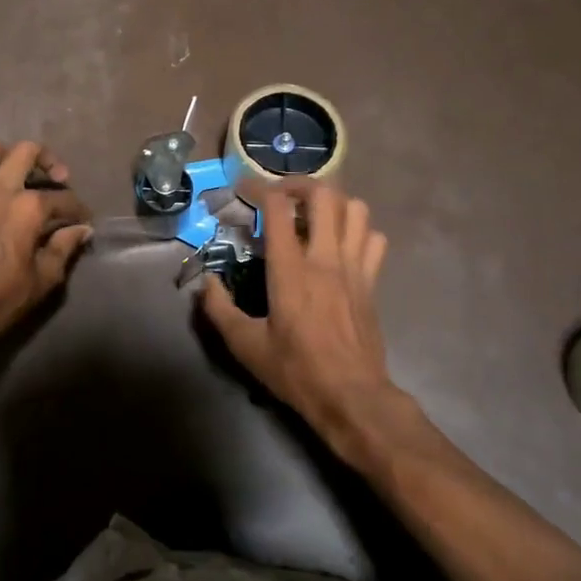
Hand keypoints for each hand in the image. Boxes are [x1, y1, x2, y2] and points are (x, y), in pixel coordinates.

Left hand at [0, 139, 91, 346]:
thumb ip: (65, 246)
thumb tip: (82, 229)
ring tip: (14, 177)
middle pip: (28, 151)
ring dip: (6, 159)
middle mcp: (2, 188)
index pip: (64, 198)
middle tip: (55, 179)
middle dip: (48, 160)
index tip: (83, 220)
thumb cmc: (3, 297)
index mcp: (30, 207)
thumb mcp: (45, 277)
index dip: (78, 209)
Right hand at [200, 178, 399, 462]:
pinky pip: (374, 238)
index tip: (244, 190)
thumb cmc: (296, 370)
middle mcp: (325, 258)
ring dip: (334, 202)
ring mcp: (354, 267)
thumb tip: (207, 282)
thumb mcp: (245, 345)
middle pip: (324, 195)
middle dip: (300, 184)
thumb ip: (220, 310)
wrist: (352, 396)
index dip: (259, 189)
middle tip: (281, 196)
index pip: (279, 208)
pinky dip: (359, 230)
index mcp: (291, 270)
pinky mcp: (372, 282)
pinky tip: (342, 243)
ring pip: (356, 209)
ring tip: (313, 214)